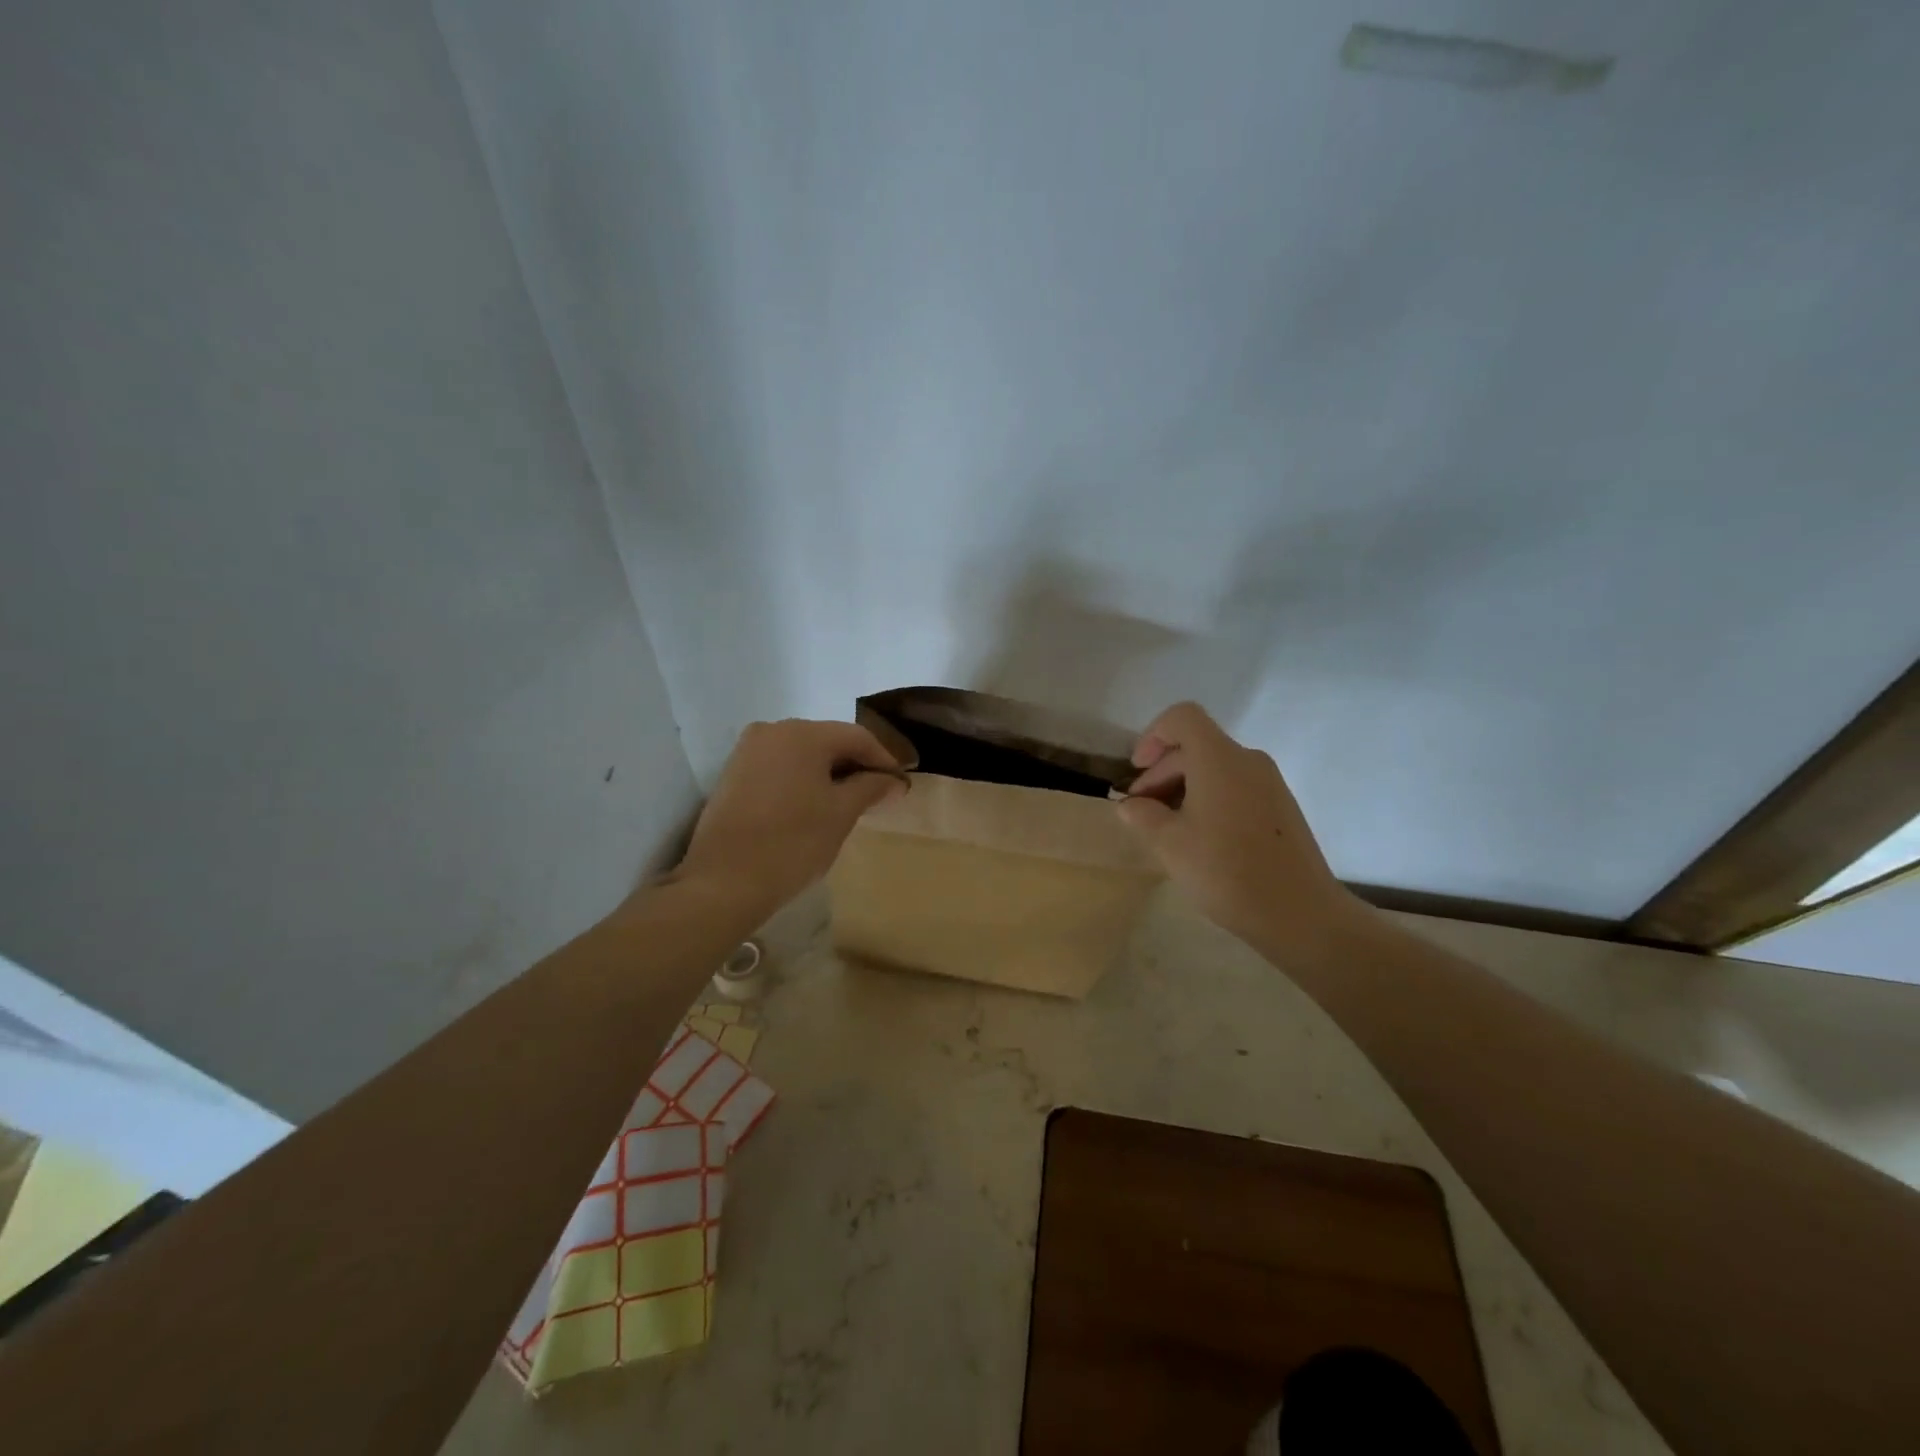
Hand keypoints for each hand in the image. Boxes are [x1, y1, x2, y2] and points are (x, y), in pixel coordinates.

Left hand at [668, 718, 906, 922]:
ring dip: (829, 773)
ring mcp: (748, 750)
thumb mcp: (841, 814)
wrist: (724, 881)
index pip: (857, 737)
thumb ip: (871, 788)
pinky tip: (813, 805)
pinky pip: (780, 766)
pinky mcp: (734, 773)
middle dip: (855, 765)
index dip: (884, 759)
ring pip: (802, 754)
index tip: (900, 785)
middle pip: (828, 740)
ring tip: (848, 803)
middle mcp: (773, 730)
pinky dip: (802, 780)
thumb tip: (894, 780)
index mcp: (803, 733)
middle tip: (877, 795)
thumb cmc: (792, 842)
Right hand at [1116, 702, 1366, 955]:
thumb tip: (1131, 805)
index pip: (1183, 718)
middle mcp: (1248, 761)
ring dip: (1183, 788)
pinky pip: (1235, 788)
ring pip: (1216, 769)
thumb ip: (1143, 816)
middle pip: (1197, 746)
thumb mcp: (1169, 844)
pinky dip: (1208, 800)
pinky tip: (1199, 839)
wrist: (1299, 914)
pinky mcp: (1281, 808)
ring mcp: (1270, 784)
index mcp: (1219, 759)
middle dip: (1161, 772)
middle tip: (1140, 811)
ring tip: (1165, 828)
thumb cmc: (1226, 871)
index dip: (1153, 735)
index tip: (1137, 770)